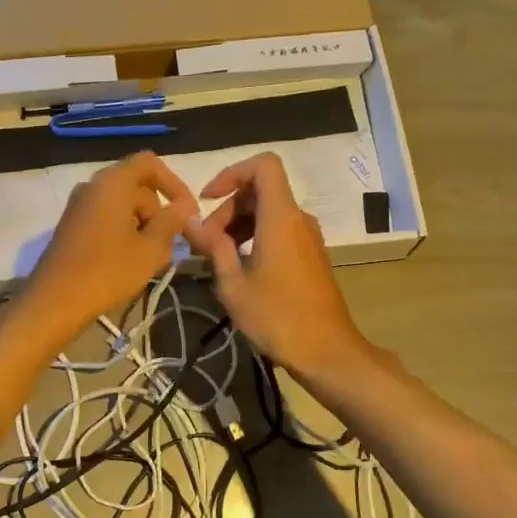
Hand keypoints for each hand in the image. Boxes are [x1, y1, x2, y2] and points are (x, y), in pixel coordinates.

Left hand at [12, 152, 197, 354]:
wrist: (55, 301)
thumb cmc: (108, 271)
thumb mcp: (150, 249)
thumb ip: (171, 222)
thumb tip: (185, 207)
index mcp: (112, 182)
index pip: (150, 164)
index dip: (174, 183)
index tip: (187, 212)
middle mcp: (92, 186)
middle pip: (136, 186)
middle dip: (158, 211)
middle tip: (169, 244)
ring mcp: (78, 206)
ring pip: (121, 205)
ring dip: (142, 225)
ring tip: (152, 258)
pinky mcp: (71, 226)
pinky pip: (105, 218)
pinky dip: (123, 232)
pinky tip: (129, 261)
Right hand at [184, 152, 369, 381]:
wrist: (327, 352)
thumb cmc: (277, 317)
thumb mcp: (234, 284)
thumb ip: (213, 247)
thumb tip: (189, 221)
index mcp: (281, 217)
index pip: (263, 165)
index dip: (232, 173)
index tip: (208, 200)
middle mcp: (298, 220)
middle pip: (261, 191)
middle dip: (228, 208)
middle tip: (205, 244)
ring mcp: (308, 238)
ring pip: (269, 213)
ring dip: (239, 226)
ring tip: (217, 259)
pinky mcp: (311, 257)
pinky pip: (279, 232)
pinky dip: (255, 238)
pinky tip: (240, 271)